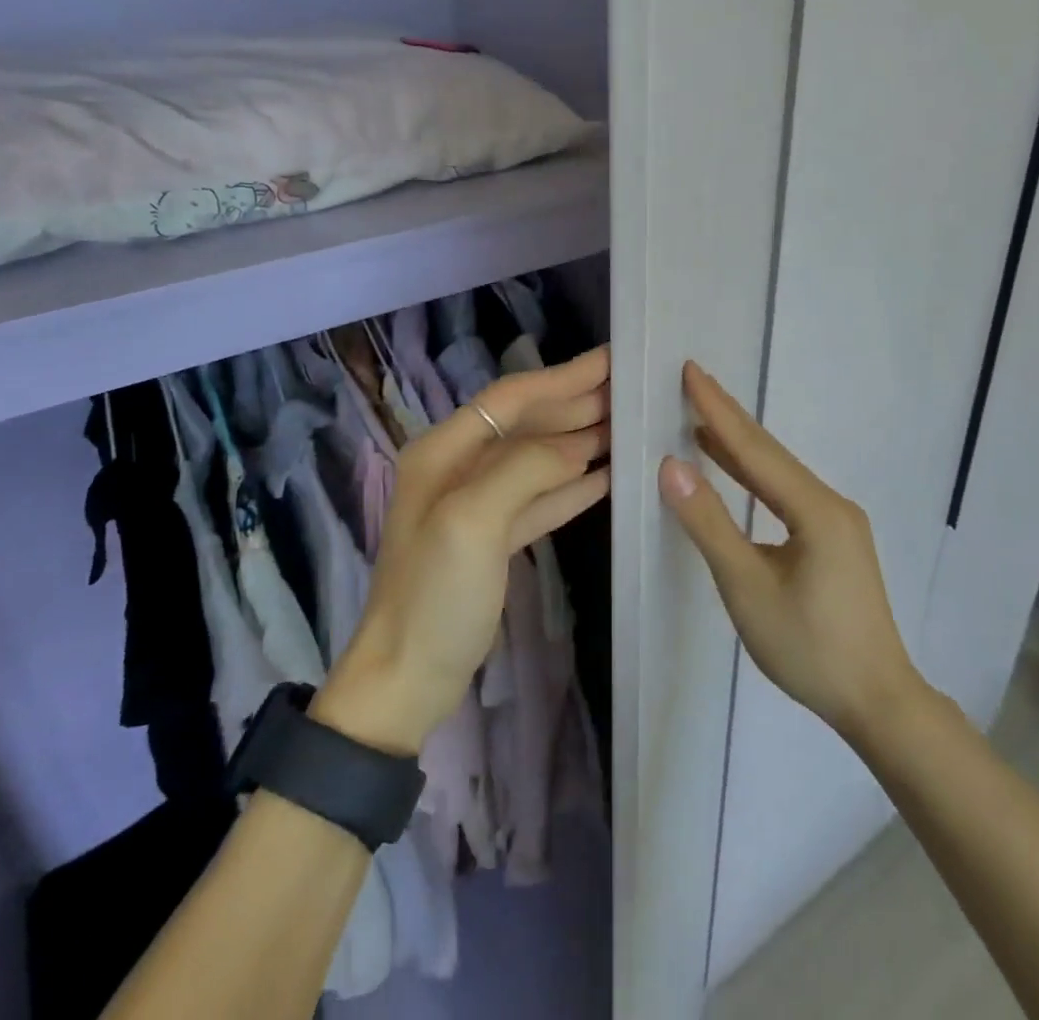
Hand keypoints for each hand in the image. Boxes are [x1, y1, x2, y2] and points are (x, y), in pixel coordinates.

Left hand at [312, 346, 611, 754]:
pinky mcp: (495, 538)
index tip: (610, 359)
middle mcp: (459, 467)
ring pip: (538, 458)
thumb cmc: (434, 594)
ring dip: (581, 440)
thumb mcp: (472, 521)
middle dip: (576, 404)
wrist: (407, 679)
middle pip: (526, 423)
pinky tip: (608, 474)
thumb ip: (525, 469)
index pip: (511, 398)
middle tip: (631, 389)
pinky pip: (541, 497)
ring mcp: (478, 503)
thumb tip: (578, 444)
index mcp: (444, 451)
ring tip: (629, 423)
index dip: (561, 376)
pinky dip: (574, 484)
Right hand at [658, 361, 920, 741]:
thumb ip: (709, 523)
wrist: (877, 702)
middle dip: (729, 417)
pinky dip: (753, 477)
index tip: (691, 370)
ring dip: (739, 446)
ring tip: (702, 418)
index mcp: (815, 509)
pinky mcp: (832, 541)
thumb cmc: (809, 647)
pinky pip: (784, 494)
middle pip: (770, 453)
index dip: (719, 410)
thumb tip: (672, 466)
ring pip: (778, 473)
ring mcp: (835, 522)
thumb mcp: (747, 587)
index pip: (756, 449)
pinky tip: (733, 470)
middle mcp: (830, 504)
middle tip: (693, 381)